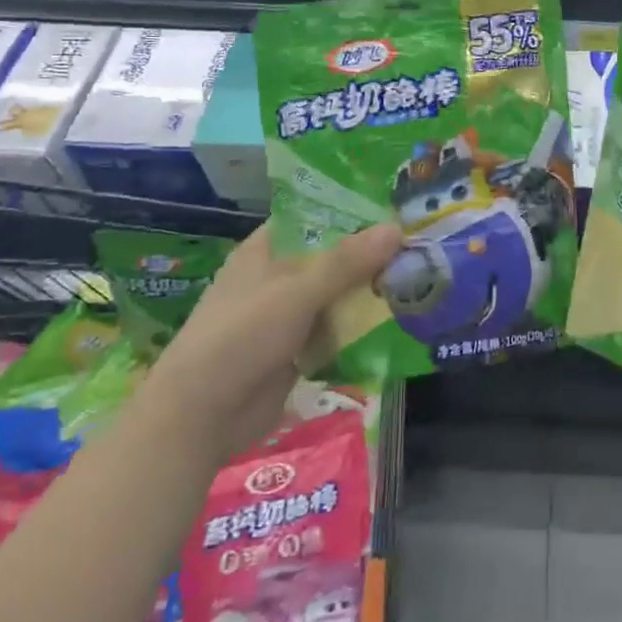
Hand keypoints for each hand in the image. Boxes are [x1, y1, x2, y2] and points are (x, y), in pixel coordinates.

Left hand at [159, 221, 401, 455]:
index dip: (352, 209)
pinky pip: (336, 330)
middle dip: (371, 254)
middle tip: (420, 244)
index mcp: (266, 249)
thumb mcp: (296, 292)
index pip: (314, 216)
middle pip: (332, 257)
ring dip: (370, 292)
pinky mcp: (297, 349)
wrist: (200, 416)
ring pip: (337, 294)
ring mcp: (287, 315)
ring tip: (421, 278)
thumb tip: (396, 229)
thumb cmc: (240, 337)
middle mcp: (278, 276)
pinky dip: (361, 327)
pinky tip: (399, 321)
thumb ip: (346, 262)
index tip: (395, 205)